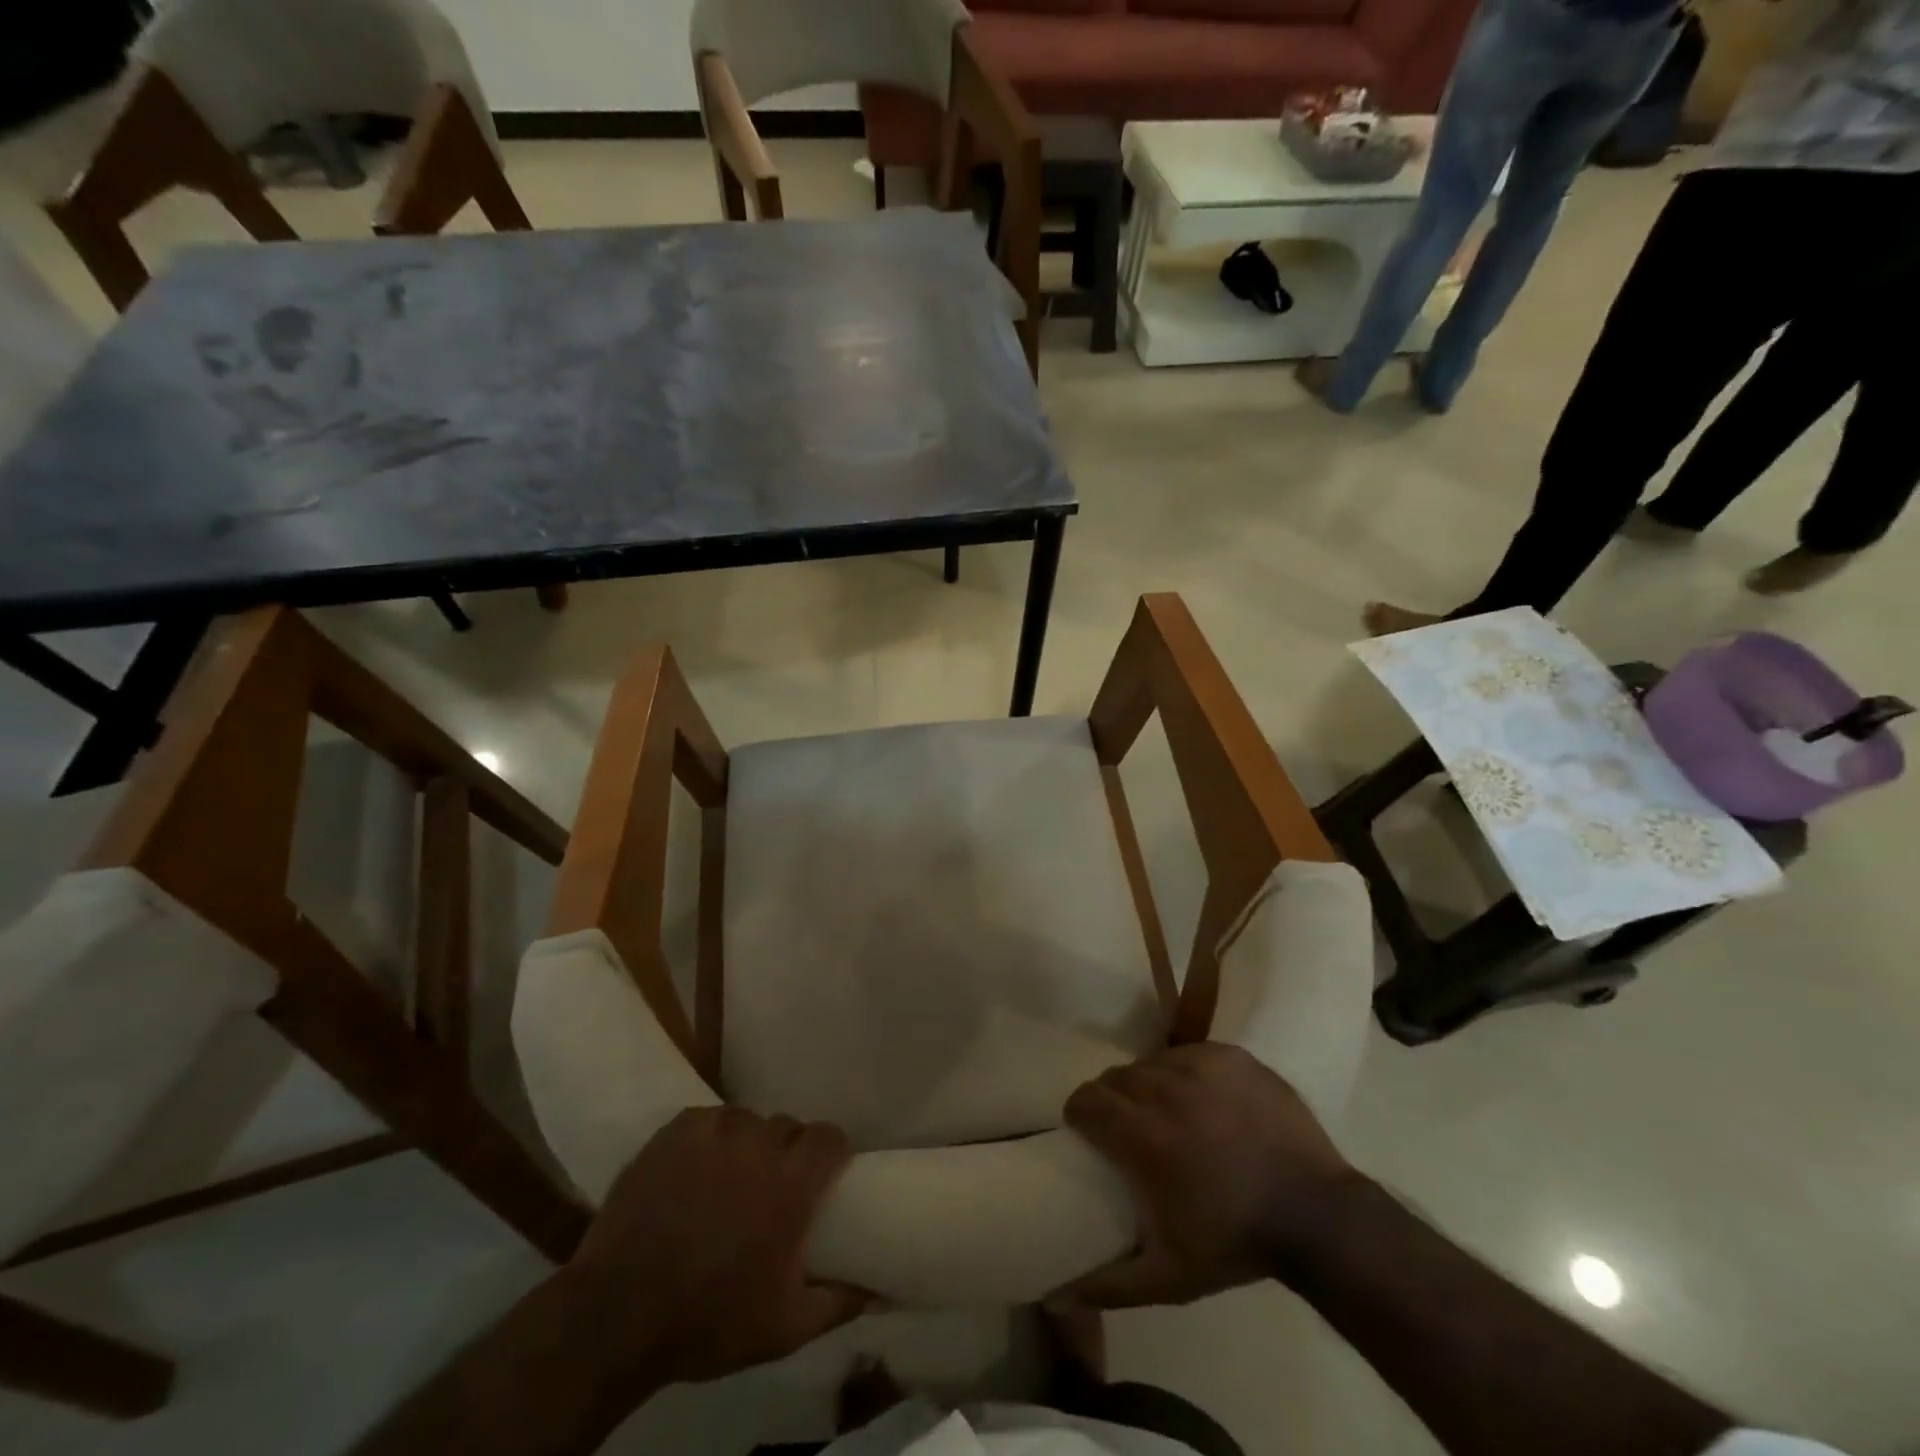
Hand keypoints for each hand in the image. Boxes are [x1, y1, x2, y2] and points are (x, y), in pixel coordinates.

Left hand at [566, 1107, 867, 1383]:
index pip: (830, 1137)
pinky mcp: (677, 1131)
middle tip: (772, 1189)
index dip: (831, 1153)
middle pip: (788, 1127)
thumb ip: (838, 1303)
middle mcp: (759, 1144)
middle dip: (788, 1153)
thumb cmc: (708, 1320)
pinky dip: (711, 1137)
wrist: (617, 1315)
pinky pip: (710, 1119)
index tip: (823, 1177)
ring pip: (748, 1121)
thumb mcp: (784, 1329)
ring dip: (748, 1145)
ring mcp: (715, 1131)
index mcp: (792, 1183)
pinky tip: (696, 1168)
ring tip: (729, 1179)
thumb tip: (878, 1292)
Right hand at [1058, 1043, 1360, 1306]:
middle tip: (1130, 1126)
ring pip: (1153, 1062)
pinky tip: (1202, 1097)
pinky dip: (1186, 1071)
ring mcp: (1201, 1066)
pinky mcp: (1232, 1056)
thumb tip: (1058, 1293)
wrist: (1318, 1216)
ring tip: (1167, 1111)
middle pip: (1117, 1077)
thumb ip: (1109, 1283)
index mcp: (1143, 1134)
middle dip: (1114, 1098)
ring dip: (1150, 1084)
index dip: (1081, 1113)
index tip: (1088, 1131)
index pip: (1086, 1099)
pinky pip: (1190, 1053)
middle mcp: (1165, 1089)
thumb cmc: (1236, 1243)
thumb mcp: (1169, 1276)